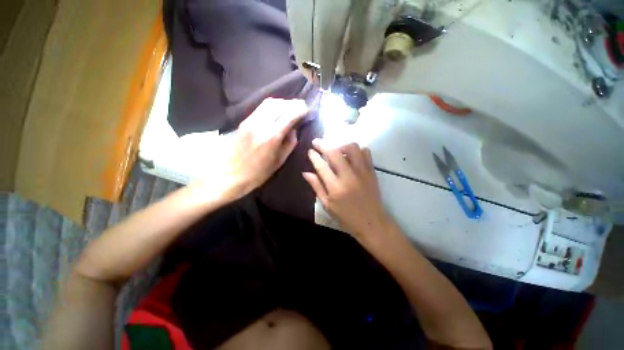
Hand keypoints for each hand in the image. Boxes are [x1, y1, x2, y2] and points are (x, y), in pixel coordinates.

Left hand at [217, 98, 308, 199]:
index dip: (300, 109)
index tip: (307, 109)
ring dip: (282, 103)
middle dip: (293, 104)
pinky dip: (272, 106)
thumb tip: (294, 129)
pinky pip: (261, 108)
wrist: (233, 175)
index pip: (289, 115)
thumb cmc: (260, 172)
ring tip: (290, 108)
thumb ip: (290, 143)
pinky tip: (277, 111)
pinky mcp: (244, 122)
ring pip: (269, 103)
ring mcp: (250, 121)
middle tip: (301, 107)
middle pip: (280, 104)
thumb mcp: (280, 161)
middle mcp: (261, 125)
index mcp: (272, 137)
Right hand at [303, 139, 391, 243]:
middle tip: (317, 143)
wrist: (371, 222)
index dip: (314, 156)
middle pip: (335, 153)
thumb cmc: (346, 216)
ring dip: (341, 146)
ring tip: (336, 151)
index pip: (321, 166)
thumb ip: (316, 186)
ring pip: (352, 148)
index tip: (310, 151)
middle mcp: (349, 177)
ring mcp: (362, 172)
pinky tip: (351, 157)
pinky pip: (365, 152)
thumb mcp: (327, 205)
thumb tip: (305, 173)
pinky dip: (356, 151)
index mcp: (335, 188)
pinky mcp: (371, 171)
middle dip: (323, 145)